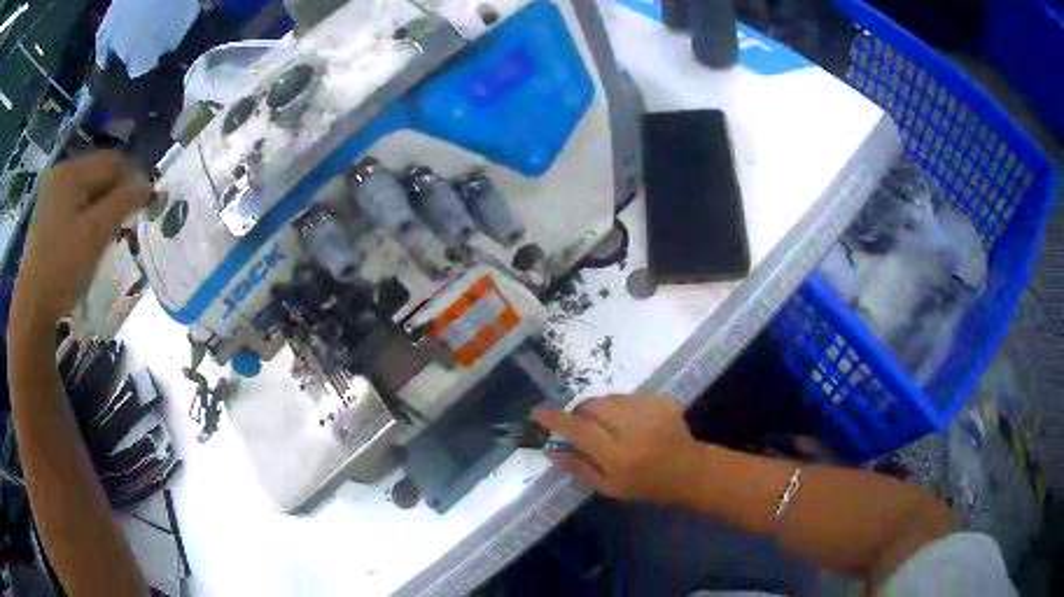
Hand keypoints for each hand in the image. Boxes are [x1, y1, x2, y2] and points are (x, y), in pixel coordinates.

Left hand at [11, 152, 150, 335]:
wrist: (31, 307)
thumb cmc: (62, 268)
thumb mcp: (95, 234)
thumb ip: (123, 203)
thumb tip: (148, 186)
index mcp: (71, 172)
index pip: (112, 162)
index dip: (134, 177)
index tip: (149, 201)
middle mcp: (60, 173)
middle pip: (97, 173)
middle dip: (116, 192)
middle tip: (130, 219)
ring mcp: (50, 194)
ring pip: (86, 189)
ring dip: (102, 204)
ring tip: (110, 230)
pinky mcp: (45, 214)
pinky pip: (73, 203)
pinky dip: (86, 214)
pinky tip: (89, 235)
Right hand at [534, 394, 703, 504]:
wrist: (689, 471)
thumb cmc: (646, 486)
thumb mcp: (608, 488)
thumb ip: (578, 467)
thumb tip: (550, 449)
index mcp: (618, 457)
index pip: (579, 430)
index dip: (556, 419)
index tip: (538, 413)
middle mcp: (633, 430)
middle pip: (592, 406)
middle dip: (580, 413)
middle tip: (581, 426)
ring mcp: (650, 411)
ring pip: (609, 398)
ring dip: (600, 409)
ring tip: (609, 427)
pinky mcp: (661, 400)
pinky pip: (628, 396)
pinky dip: (620, 406)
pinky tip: (630, 423)